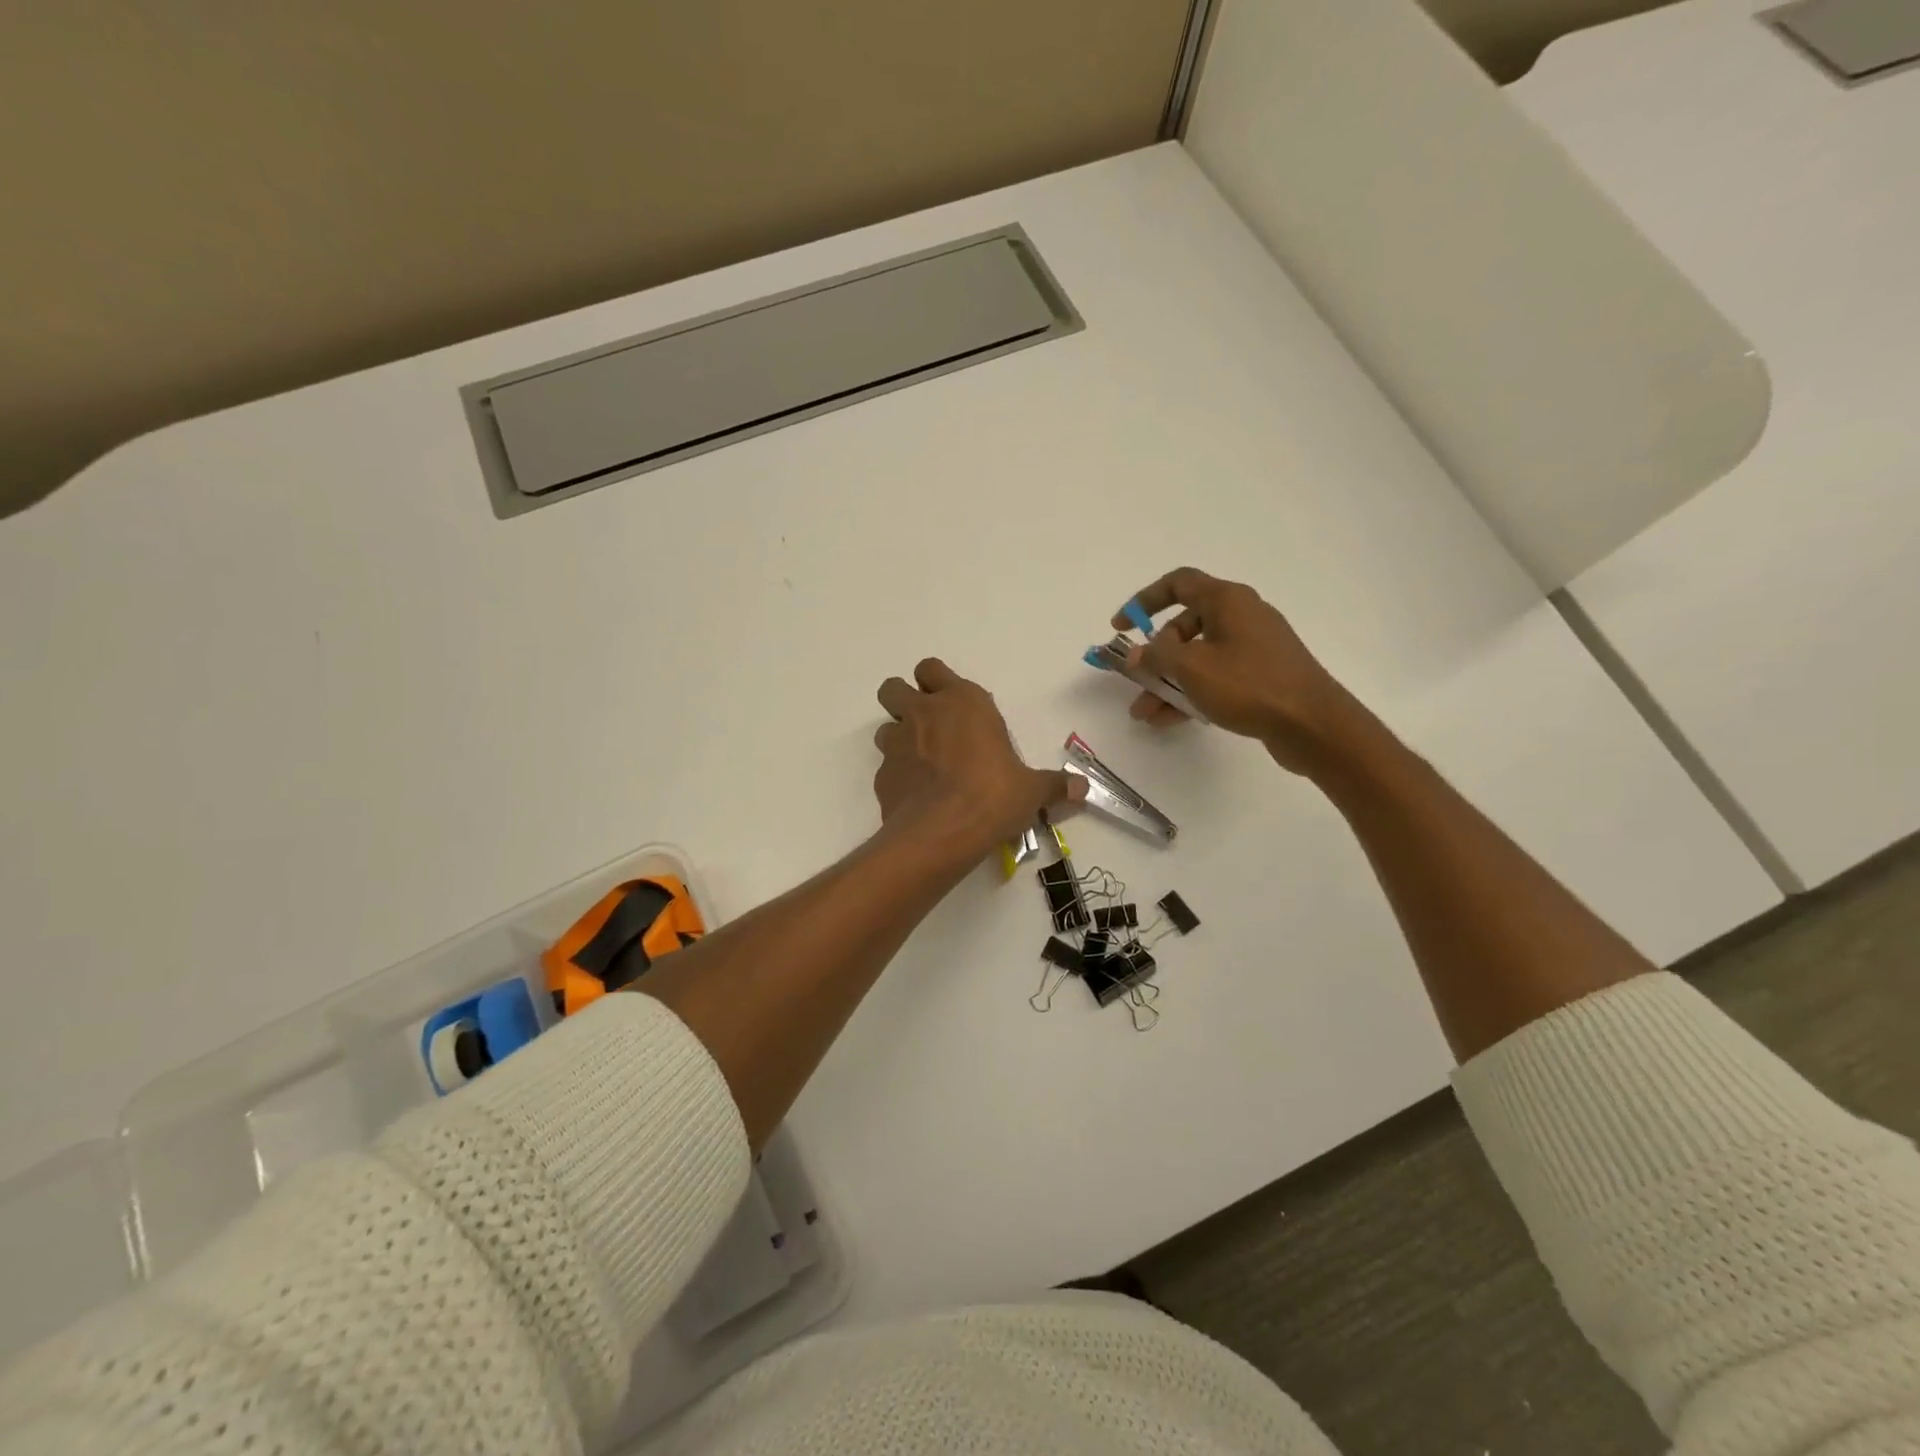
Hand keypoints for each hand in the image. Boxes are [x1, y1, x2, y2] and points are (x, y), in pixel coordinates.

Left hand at [873, 659, 1083, 850]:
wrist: (943, 832)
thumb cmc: (993, 796)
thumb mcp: (1031, 791)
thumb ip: (1054, 785)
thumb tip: (1083, 789)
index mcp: (962, 702)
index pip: (931, 668)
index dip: (936, 682)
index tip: (950, 702)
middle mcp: (924, 713)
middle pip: (893, 687)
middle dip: (903, 700)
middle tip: (926, 725)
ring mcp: (896, 743)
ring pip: (884, 726)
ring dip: (898, 738)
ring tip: (921, 764)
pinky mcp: (881, 775)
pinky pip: (885, 766)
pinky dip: (897, 776)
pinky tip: (915, 796)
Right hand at [1114, 568, 1367, 775]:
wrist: (1313, 724)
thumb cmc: (1249, 685)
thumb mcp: (1192, 668)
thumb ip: (1156, 656)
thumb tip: (1136, 653)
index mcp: (1227, 600)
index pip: (1178, 583)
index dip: (1144, 600)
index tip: (1121, 626)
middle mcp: (1241, 615)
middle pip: (1185, 626)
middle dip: (1155, 656)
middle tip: (1137, 681)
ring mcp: (1254, 646)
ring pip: (1198, 657)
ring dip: (1168, 682)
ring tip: (1145, 713)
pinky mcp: (1262, 674)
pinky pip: (1216, 676)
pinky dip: (1192, 692)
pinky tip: (1170, 720)